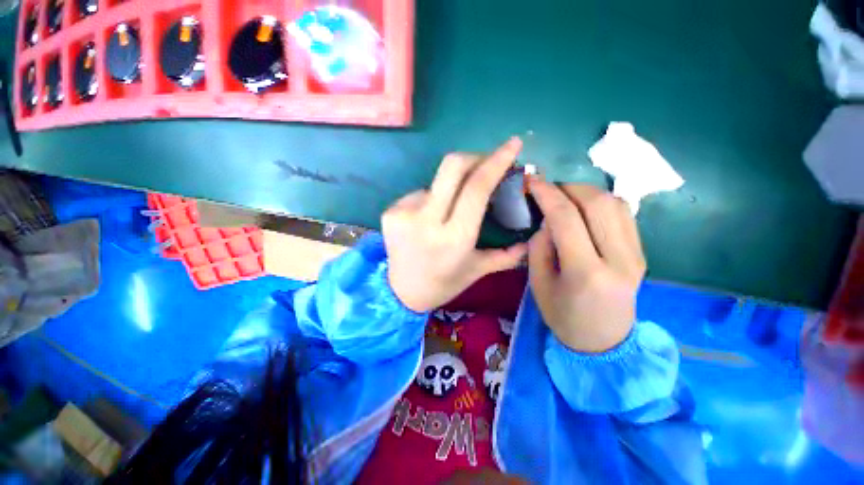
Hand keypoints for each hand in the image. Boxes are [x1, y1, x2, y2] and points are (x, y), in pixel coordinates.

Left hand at [383, 138, 527, 312]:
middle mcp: (427, 221)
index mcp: (455, 237)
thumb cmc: (443, 283)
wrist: (401, 293)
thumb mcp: (477, 270)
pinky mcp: (390, 211)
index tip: (513, 144)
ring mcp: (404, 213)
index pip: (477, 187)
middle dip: (474, 157)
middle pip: (452, 166)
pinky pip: (419, 193)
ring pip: (436, 181)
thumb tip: (530, 239)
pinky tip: (430, 218)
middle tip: (484, 164)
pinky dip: (432, 199)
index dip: (497, 161)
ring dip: (451, 187)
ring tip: (451, 209)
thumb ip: (506, 255)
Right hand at [527, 179, 645, 352]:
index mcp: (586, 273)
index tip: (532, 181)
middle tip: (547, 189)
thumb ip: (540, 247)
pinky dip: (601, 202)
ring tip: (564, 196)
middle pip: (597, 203)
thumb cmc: (563, 316)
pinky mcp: (641, 253)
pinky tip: (584, 208)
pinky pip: (623, 214)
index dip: (547, 194)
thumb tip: (547, 220)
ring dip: (586, 192)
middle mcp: (619, 259)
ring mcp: (636, 255)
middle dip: (568, 187)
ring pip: (615, 203)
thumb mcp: (538, 284)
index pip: (566, 219)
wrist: (603, 342)